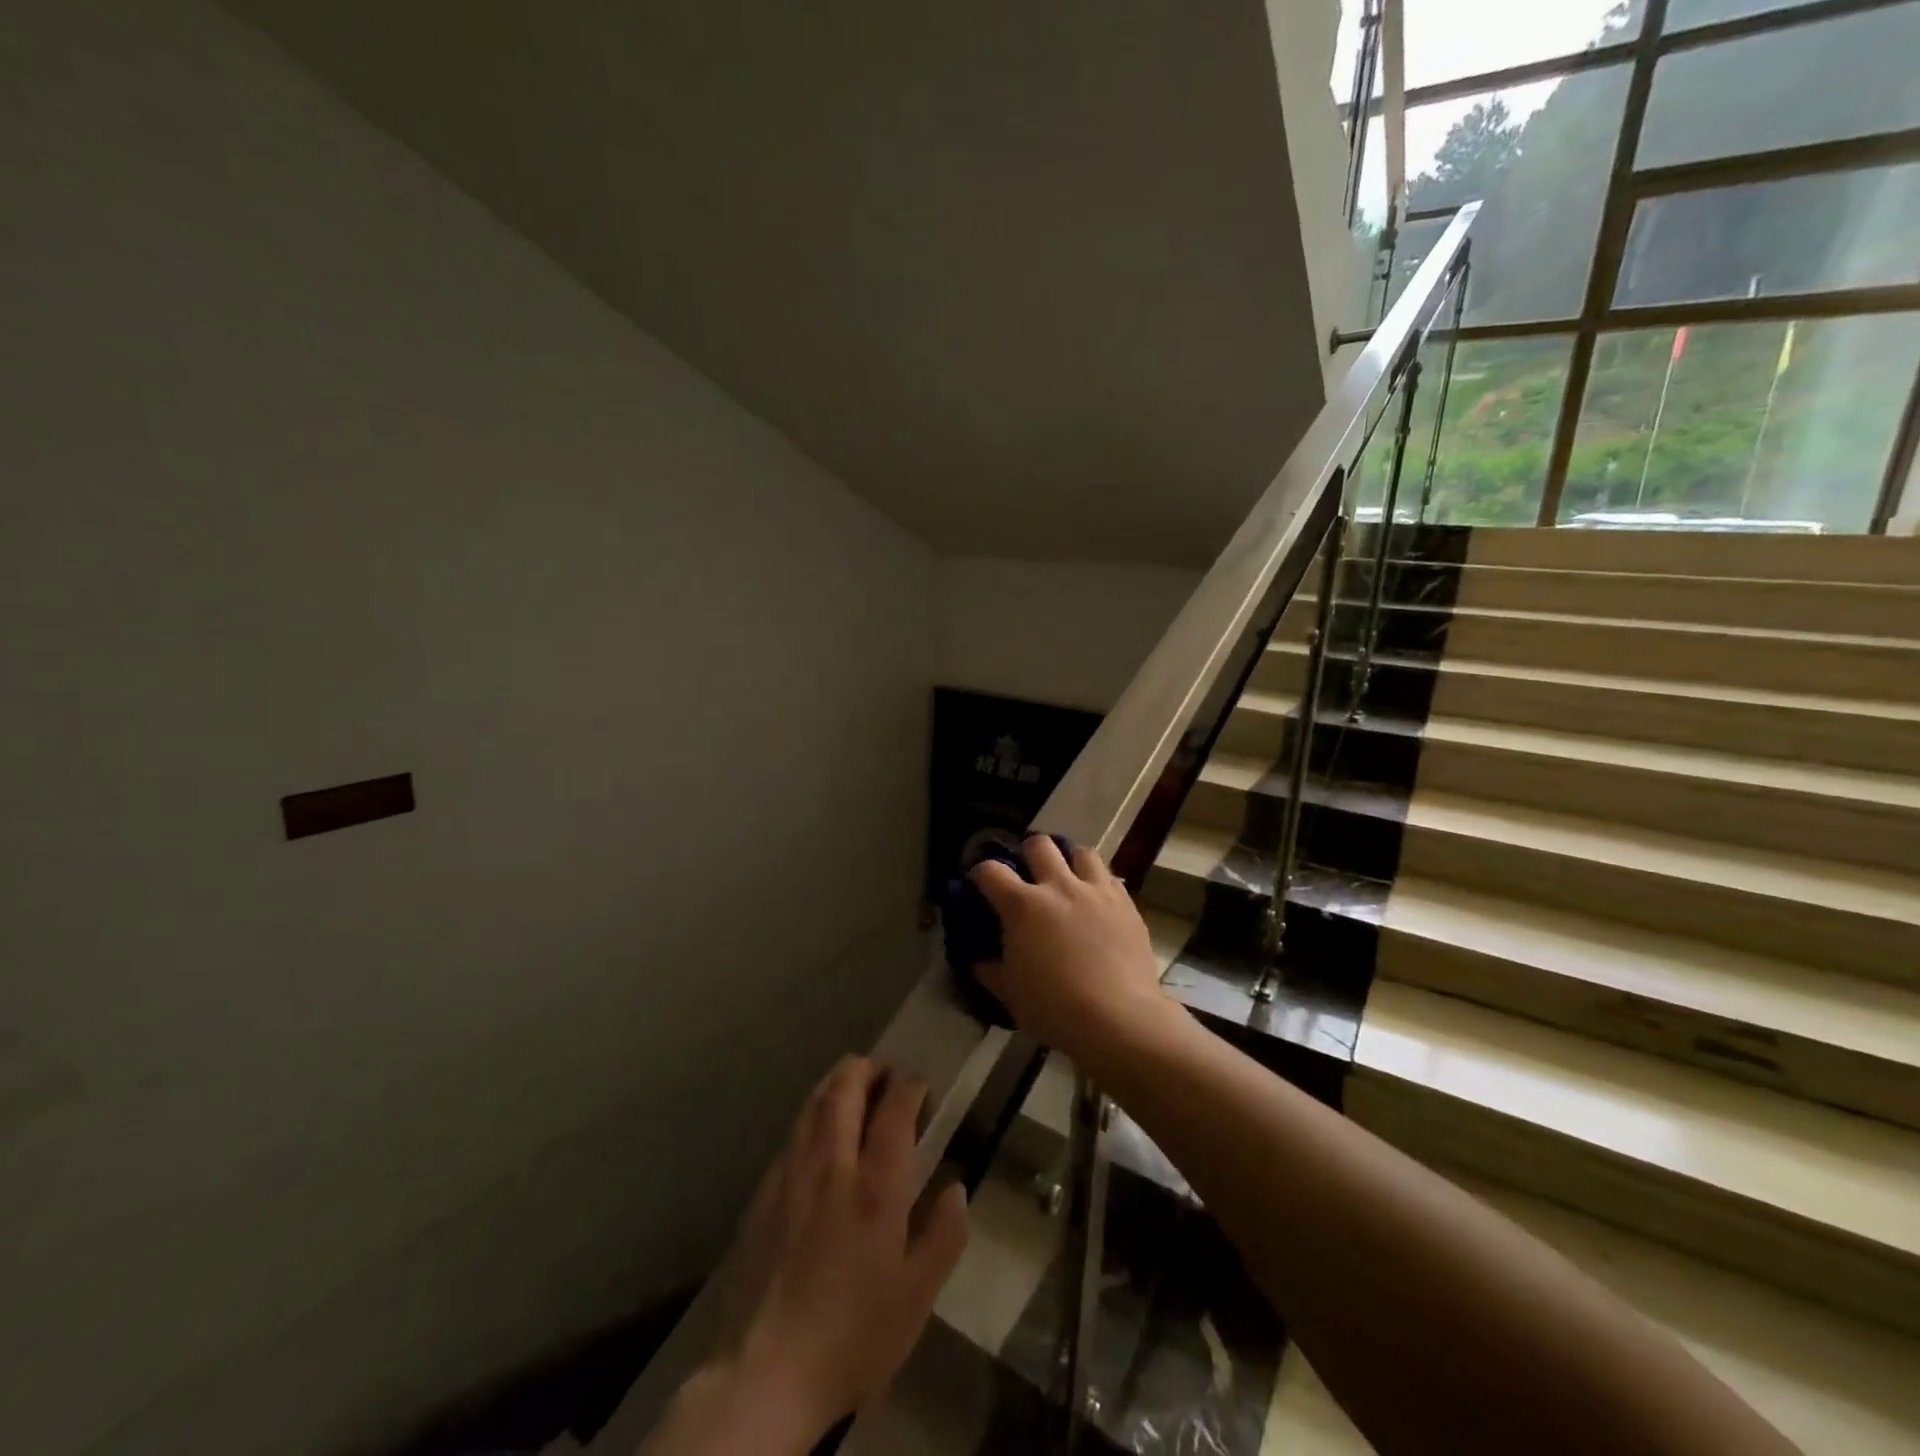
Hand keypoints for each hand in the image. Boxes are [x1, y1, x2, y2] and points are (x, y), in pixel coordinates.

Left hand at [730, 1056, 969, 1442]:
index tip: (921, 1085)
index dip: (910, 1087)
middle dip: (867, 1068)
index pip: (895, 1110)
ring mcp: (792, 1174)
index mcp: (876, 1187)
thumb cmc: (853, 1336)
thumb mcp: (916, 1297)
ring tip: (852, 1083)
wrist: (765, 1373)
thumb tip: (957, 1189)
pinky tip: (816, 1129)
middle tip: (884, 1070)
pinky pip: (792, 1132)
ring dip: (836, 1082)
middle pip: (845, 1090)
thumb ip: (943, 1236)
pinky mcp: (763, 1192)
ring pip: (813, 1103)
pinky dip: (811, 1113)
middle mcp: (833, 1165)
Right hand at [972, 835, 1175, 1064]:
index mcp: (1023, 907)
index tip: (981, 884)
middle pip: (1039, 845)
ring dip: (1070, 861)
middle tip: (1028, 875)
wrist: (1119, 1020)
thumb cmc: (1056, 1009)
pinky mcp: (1126, 903)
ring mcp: (1096, 891)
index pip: (991, 871)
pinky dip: (1098, 883)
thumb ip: (992, 972)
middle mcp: (1059, 887)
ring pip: (1081, 852)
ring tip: (1068, 880)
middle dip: (1028, 854)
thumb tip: (979, 962)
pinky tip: (1097, 903)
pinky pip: (1110, 878)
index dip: (981, 873)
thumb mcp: (1012, 995)